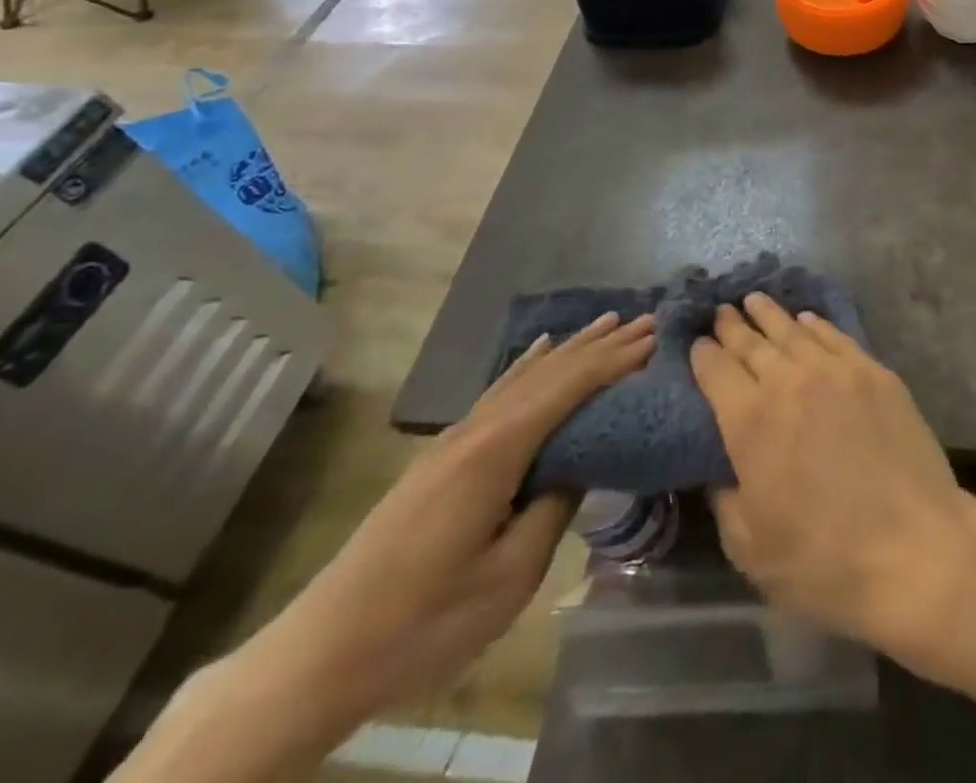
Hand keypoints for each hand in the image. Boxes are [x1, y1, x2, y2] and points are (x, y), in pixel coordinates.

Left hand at [244, 313, 656, 726]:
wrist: (318, 655)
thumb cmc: (424, 621)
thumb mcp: (509, 576)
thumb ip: (553, 508)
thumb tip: (581, 464)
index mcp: (497, 451)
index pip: (570, 387)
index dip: (616, 360)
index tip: (657, 337)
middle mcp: (477, 428)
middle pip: (551, 371)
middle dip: (601, 344)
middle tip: (648, 321)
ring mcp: (455, 438)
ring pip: (524, 375)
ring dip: (571, 348)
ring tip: (607, 322)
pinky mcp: (441, 455)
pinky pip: (498, 391)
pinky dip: (527, 365)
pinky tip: (539, 349)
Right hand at [690, 294, 975, 677]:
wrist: (915, 548)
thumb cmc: (824, 561)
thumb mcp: (750, 547)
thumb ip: (724, 496)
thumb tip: (719, 465)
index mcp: (750, 421)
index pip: (715, 370)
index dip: (702, 354)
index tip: (695, 343)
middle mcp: (789, 381)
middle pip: (752, 343)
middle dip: (732, 326)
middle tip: (720, 311)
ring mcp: (837, 371)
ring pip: (793, 331)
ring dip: (769, 314)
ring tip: (754, 300)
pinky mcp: (875, 373)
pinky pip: (836, 337)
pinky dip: (815, 325)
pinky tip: (806, 319)